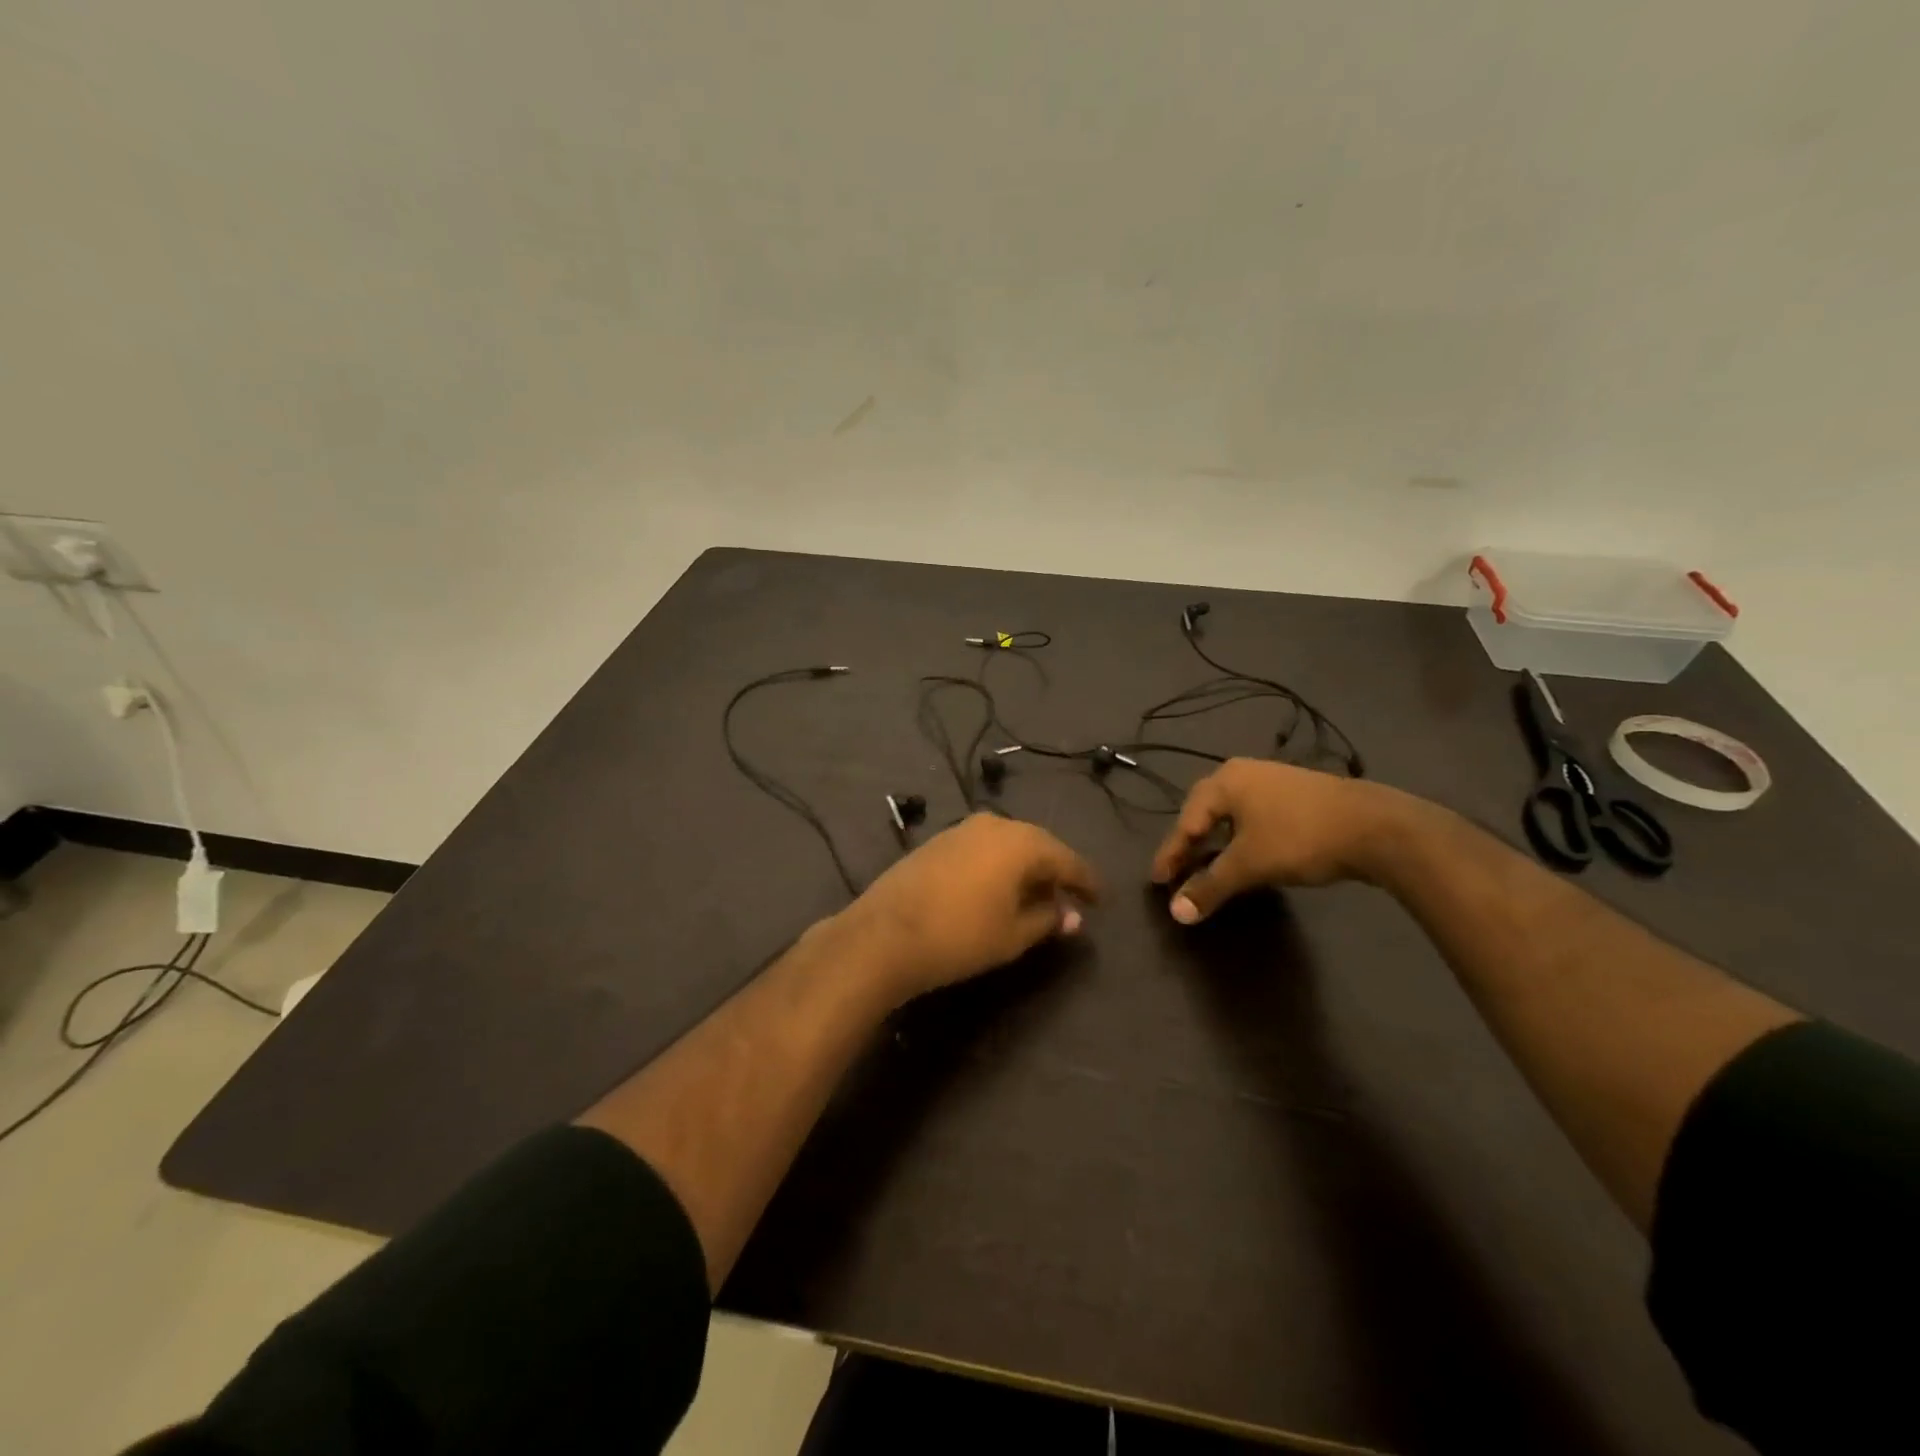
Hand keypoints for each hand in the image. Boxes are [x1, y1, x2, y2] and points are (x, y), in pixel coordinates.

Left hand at [840, 813, 1099, 1000]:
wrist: (885, 934)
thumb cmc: (960, 936)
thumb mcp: (1013, 935)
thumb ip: (1048, 919)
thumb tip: (1071, 915)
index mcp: (1021, 842)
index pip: (1066, 859)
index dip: (1086, 881)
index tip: (1100, 899)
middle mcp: (994, 825)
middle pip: (1037, 845)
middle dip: (1055, 871)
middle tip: (1069, 898)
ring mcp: (962, 829)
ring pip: (1008, 845)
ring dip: (1025, 868)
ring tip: (1035, 896)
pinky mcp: (938, 841)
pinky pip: (983, 849)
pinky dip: (999, 866)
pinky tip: (998, 889)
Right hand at [1151, 759, 1408, 922]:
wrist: (1376, 828)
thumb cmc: (1299, 839)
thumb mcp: (1249, 866)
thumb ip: (1210, 887)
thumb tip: (1176, 913)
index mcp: (1225, 781)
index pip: (1186, 821)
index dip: (1171, 854)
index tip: (1158, 882)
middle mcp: (1244, 773)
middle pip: (1205, 812)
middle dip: (1191, 844)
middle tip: (1180, 872)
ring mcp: (1274, 780)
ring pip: (1232, 814)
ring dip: (1217, 842)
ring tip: (1210, 867)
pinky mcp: (1298, 794)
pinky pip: (1255, 816)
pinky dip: (1242, 838)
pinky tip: (1247, 855)